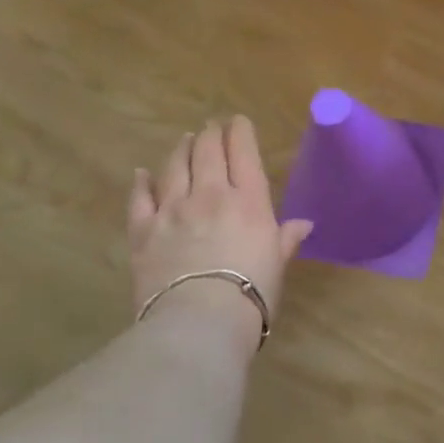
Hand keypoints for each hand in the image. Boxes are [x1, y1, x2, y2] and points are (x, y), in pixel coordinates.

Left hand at [130, 117, 313, 340]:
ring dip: (181, 149)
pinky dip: (141, 182)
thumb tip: (304, 225)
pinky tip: (142, 173)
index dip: (240, 132)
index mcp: (249, 200)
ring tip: (185, 140)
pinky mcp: (143, 230)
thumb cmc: (251, 293)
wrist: (200, 321)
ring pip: (175, 166)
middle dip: (211, 134)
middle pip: (208, 151)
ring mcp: (173, 209)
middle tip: (211, 126)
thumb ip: (285, 239)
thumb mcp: (277, 264)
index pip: (244, 153)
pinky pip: (140, 198)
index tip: (238, 121)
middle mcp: (210, 194)